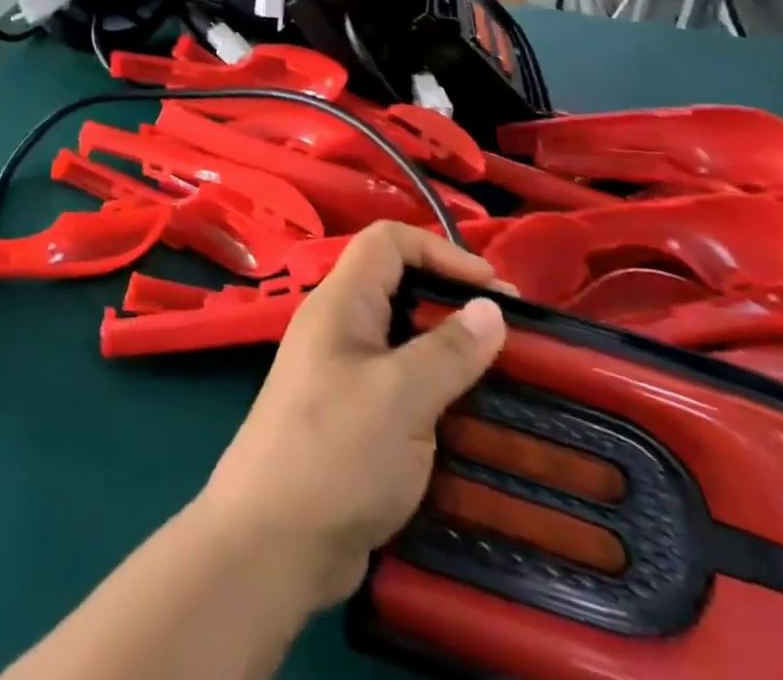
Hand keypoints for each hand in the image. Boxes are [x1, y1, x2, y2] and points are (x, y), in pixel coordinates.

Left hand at [197, 223, 508, 612]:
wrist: (272, 540)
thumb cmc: (336, 452)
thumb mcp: (401, 396)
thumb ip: (447, 351)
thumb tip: (491, 307)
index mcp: (341, 302)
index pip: (388, 242)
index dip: (441, 250)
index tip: (494, 287)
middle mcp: (338, 326)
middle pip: (398, 286)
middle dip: (453, 301)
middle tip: (509, 334)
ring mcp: (342, 373)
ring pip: (402, 340)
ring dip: (450, 351)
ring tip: (502, 376)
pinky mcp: (351, 417)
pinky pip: (400, 384)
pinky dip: (436, 391)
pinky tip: (471, 419)